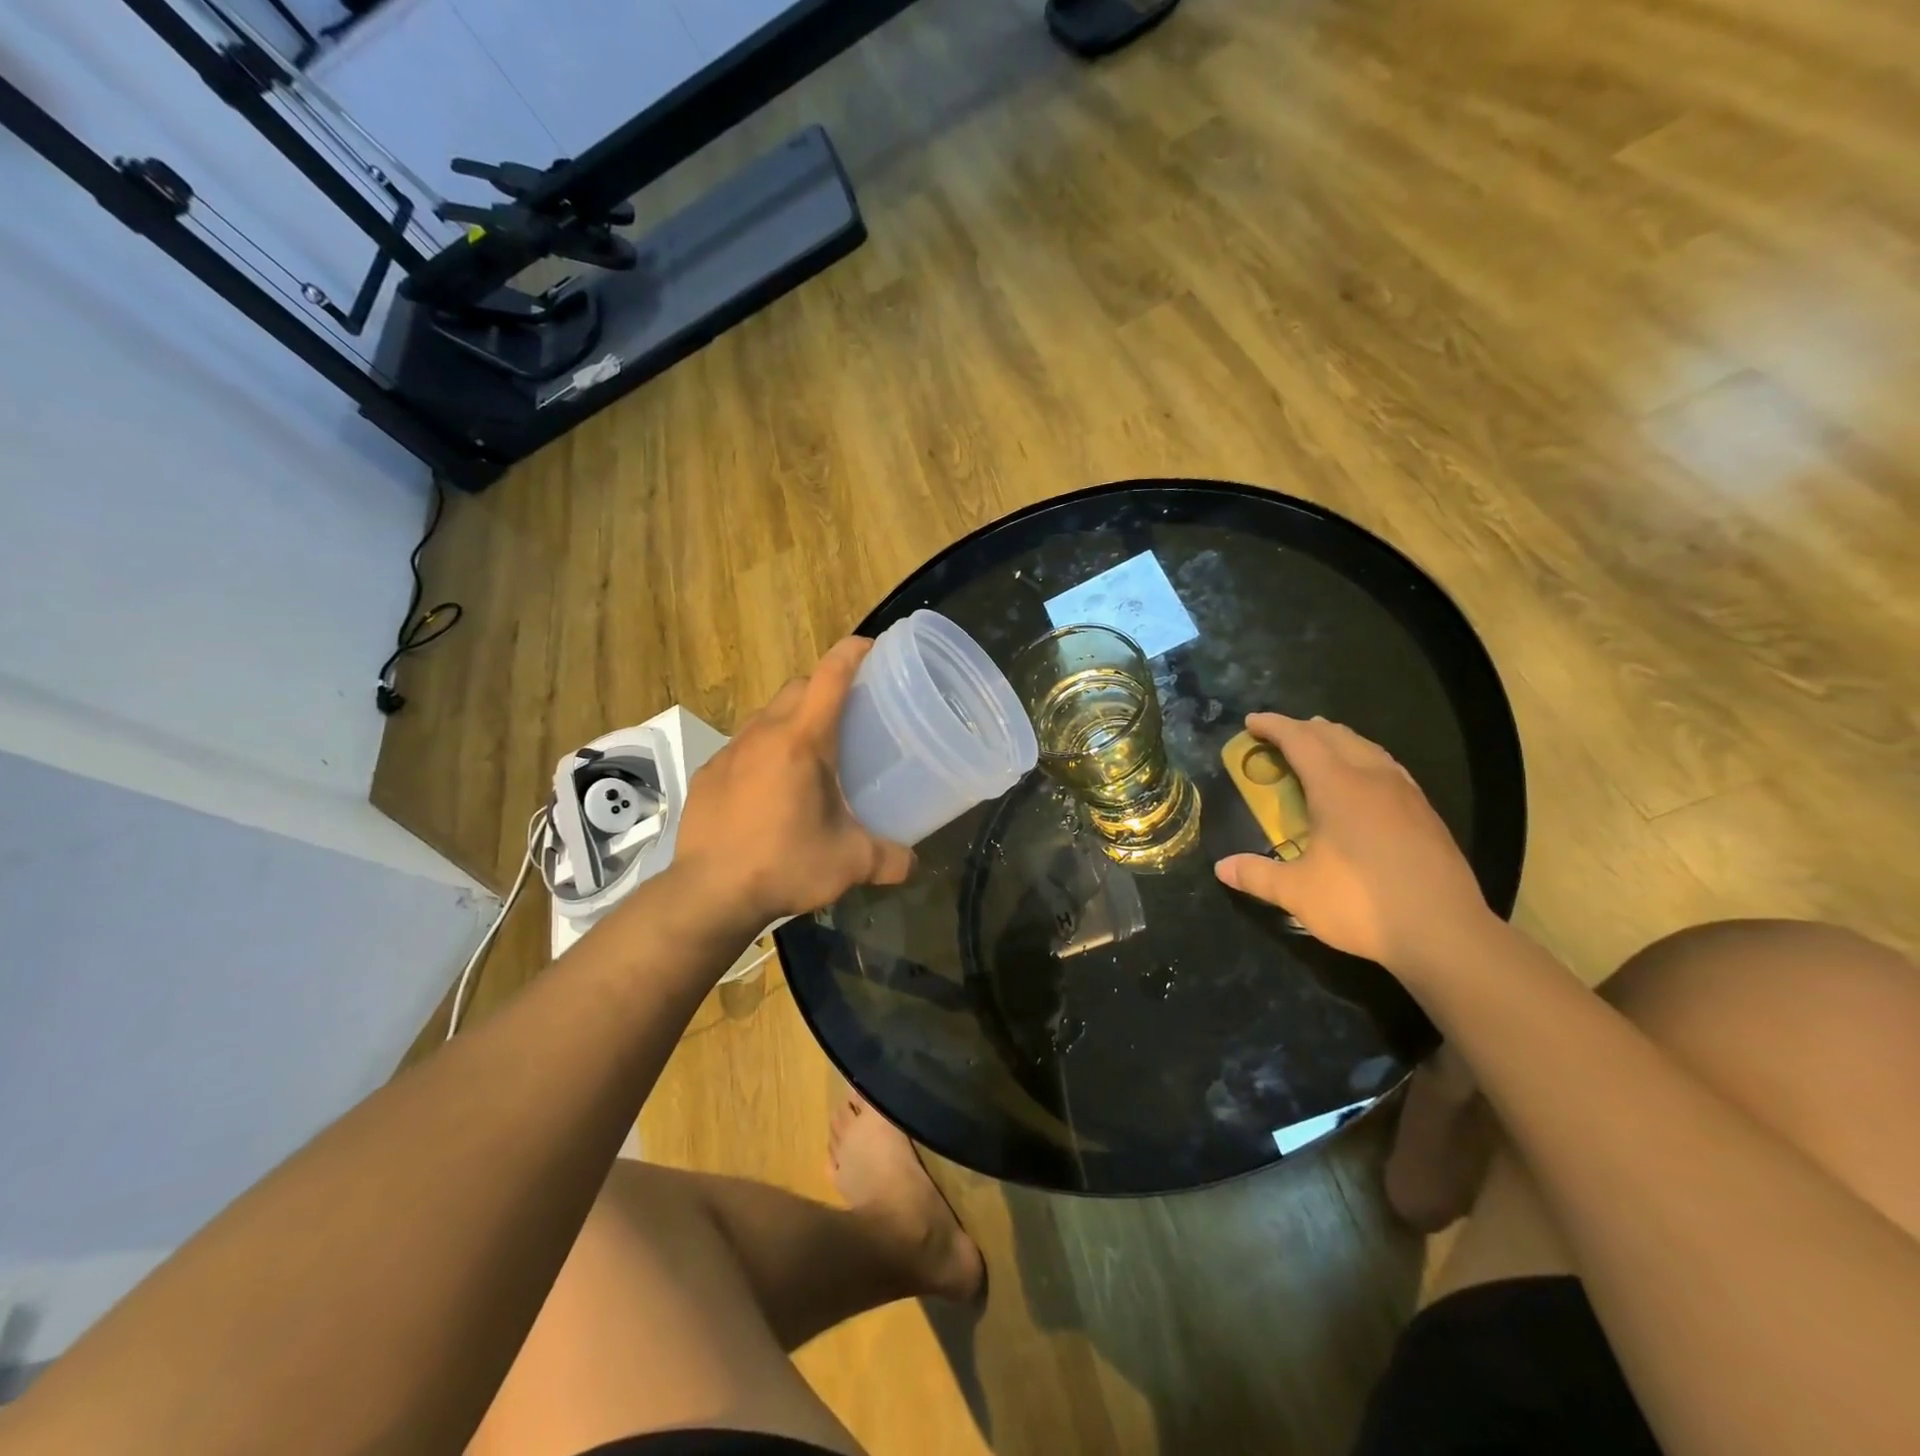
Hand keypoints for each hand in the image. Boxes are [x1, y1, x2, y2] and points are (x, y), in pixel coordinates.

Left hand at [674, 638, 914, 922]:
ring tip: (810, 752)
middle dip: (824, 687)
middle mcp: (763, 733)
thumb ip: (890, 859)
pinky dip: (763, 750)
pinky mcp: (709, 774)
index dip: (853, 653)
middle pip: (797, 686)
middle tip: (849, 714)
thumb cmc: (784, 864)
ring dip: (791, 718)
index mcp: (802, 740)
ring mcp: (730, 752)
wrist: (708, 894)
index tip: (873, 649)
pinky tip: (770, 787)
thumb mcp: (849, 863)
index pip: (830, 675)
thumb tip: (914, 863)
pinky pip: (742, 745)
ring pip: (766, 714)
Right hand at [1213, 713, 1492, 971]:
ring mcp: (1405, 793)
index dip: (1273, 726)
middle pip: (1335, 735)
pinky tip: (1364, 779)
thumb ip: (1257, 875)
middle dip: (1303, 728)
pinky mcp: (1425, 812)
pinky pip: (1387, 766)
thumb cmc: (1362, 903)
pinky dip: (1363, 758)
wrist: (1445, 932)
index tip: (1251, 721)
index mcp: (1337, 786)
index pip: (1300, 740)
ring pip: (1366, 747)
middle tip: (1279, 736)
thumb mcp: (1298, 893)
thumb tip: (1222, 868)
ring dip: (1336, 739)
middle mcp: (1372, 778)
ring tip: (1319, 747)